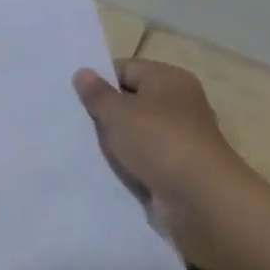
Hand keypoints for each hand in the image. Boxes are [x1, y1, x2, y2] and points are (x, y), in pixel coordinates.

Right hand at [72, 60, 261, 266]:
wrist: (199, 199)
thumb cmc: (159, 142)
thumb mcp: (118, 113)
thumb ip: (97, 93)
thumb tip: (82, 72)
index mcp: (169, 80)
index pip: (125, 69)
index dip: (98, 80)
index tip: (71, 97)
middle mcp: (177, 104)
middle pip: (130, 100)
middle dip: (103, 111)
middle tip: (70, 120)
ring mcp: (178, 137)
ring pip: (133, 131)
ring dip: (112, 140)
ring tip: (79, 144)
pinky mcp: (175, 166)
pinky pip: (141, 156)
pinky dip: (124, 161)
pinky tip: (101, 167)